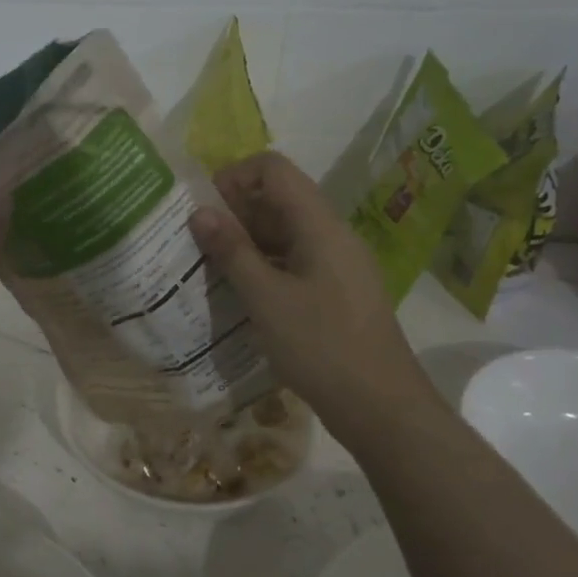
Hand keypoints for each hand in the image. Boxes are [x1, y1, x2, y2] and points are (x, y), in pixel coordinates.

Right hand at [191, 151, 430, 444]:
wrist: (381, 407)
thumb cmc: (321, 347)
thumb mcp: (267, 299)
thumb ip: (232, 252)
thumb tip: (200, 212)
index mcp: (320, 225)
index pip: (273, 169)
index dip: (234, 178)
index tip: (203, 211)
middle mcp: (332, 235)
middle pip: (278, 199)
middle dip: (234, 213)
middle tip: (197, 244)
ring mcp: (337, 264)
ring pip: (284, 234)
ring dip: (246, 243)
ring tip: (210, 270)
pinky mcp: (336, 292)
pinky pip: (294, 262)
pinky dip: (264, 268)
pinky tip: (240, 295)